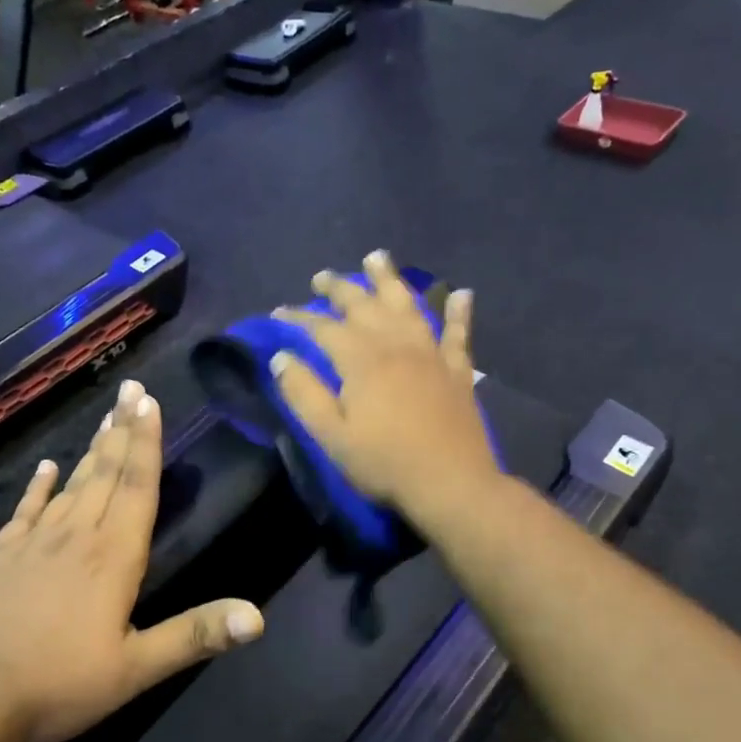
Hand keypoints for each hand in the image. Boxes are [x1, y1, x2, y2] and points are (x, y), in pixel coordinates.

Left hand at [0, 379, 263, 741]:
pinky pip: (26, 511)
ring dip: (92, 450)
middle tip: (131, 389)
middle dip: (123, 430)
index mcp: (113, 557)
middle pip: (106, 473)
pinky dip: (38, 487)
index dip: (147, 443)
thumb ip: (194, 636)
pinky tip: (45, 468)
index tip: (149, 402)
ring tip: (105, 417)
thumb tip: (258, 616)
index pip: (137, 487)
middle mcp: (76, 537)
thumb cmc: (55, 685)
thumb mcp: (134, 670)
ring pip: (72, 485)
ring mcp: (33, 544)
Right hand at [270, 250, 500, 524]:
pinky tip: (461, 293)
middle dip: (340, 288)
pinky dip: (459, 312)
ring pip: (408, 305)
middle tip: (322, 277)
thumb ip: (304, 393)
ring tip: (377, 258)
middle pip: (364, 305)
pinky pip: (457, 333)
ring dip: (390, 280)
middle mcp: (396, 345)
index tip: (279, 311)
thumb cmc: (384, 463)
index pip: (323, 328)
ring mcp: (430, 354)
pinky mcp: (457, 370)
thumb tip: (281, 357)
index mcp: (361, 360)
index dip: (299, 317)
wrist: (450, 483)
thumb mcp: (331, 435)